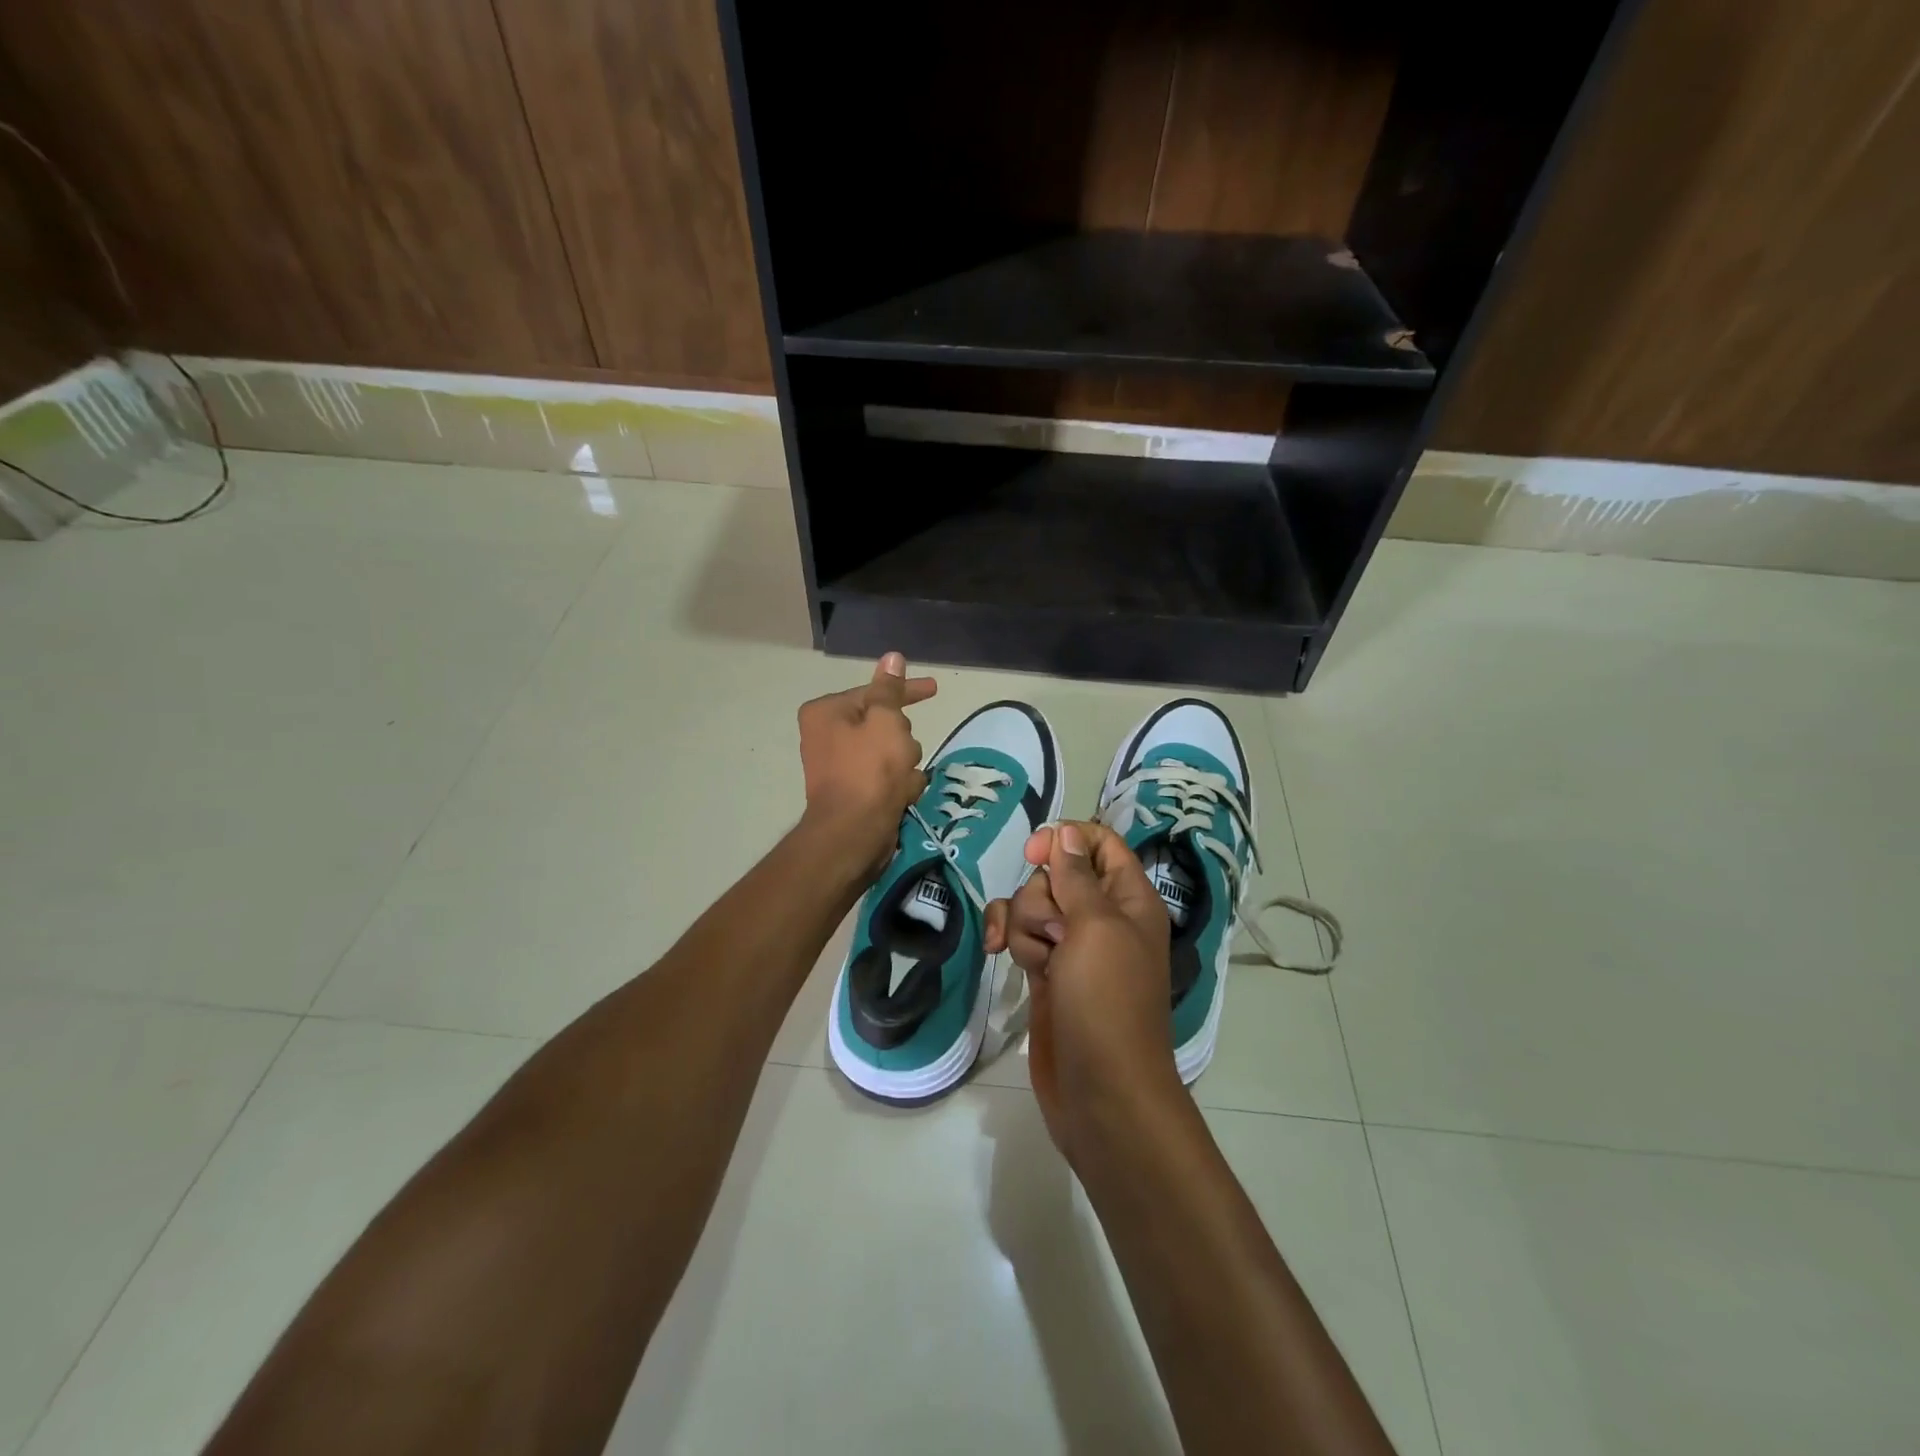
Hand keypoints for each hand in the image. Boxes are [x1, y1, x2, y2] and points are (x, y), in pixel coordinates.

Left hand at [797, 653, 937, 879]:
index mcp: (827, 712)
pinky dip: (898, 784)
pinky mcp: (853, 792)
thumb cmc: (870, 771)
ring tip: (903, 781)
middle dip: (903, 739)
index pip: (875, 692)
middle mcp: (826, 735)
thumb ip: (890, 690)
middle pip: (883, 724)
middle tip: (905, 754)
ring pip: (889, 752)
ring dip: (905, 764)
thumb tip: (892, 657)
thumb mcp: (886, 721)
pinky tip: (902, 795)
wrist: (853, 834)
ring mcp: (839, 766)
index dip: (907, 691)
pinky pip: (885, 777)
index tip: (934, 688)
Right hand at [985, 820, 1180, 1164]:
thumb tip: (1067, 831)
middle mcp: (1101, 916)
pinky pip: (1019, 935)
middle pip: (1055, 875)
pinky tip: (995, 953)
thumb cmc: (1107, 1001)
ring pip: (1031, 905)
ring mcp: (1071, 946)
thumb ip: (1076, 876)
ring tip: (1039, 962)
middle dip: (1041, 897)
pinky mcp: (1046, 971)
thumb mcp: (1096, 928)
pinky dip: (1007, 938)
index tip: (1035, 854)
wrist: (1101, 1090)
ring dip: (1023, 925)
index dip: (1066, 840)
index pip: (1099, 843)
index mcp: (1129, 899)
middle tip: (1055, 934)